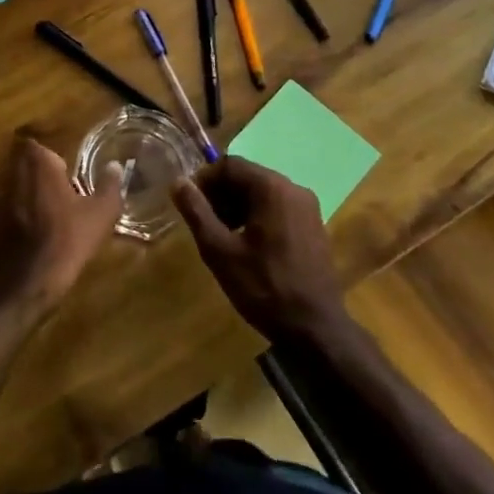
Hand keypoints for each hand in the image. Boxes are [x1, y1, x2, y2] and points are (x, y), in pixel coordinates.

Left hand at [0, 135, 122, 319]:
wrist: (20, 285)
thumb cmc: (64, 242)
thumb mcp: (99, 216)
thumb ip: (109, 186)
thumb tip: (115, 166)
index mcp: (36, 162)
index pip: (41, 148)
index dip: (53, 163)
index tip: (66, 181)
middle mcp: (7, 172)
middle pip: (22, 167)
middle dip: (36, 180)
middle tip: (56, 201)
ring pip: (8, 190)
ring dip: (21, 200)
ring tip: (39, 223)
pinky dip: (7, 223)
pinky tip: (21, 243)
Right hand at [172, 157, 350, 346]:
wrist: (315, 329)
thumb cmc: (264, 288)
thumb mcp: (220, 251)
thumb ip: (197, 212)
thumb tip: (178, 182)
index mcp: (273, 188)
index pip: (229, 164)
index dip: (204, 180)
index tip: (189, 204)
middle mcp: (294, 189)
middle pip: (247, 177)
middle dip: (220, 194)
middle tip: (202, 223)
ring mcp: (308, 208)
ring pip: (261, 193)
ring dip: (236, 206)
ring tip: (220, 236)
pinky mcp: (313, 226)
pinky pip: (277, 208)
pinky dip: (256, 216)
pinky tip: (245, 245)